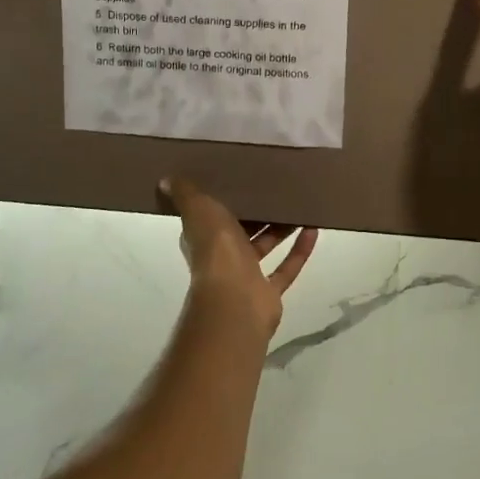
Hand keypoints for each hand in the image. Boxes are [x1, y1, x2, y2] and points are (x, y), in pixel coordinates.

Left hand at [158, 177, 317, 337]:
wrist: (234, 300)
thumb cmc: (215, 250)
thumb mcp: (199, 211)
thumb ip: (186, 194)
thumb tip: (165, 179)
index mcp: (204, 237)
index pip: (211, 215)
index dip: (223, 199)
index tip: (241, 177)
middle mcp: (223, 256)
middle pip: (243, 230)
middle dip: (258, 211)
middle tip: (278, 186)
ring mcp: (247, 276)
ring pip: (266, 246)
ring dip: (282, 228)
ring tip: (299, 204)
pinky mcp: (269, 291)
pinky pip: (287, 267)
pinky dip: (300, 250)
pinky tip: (314, 229)